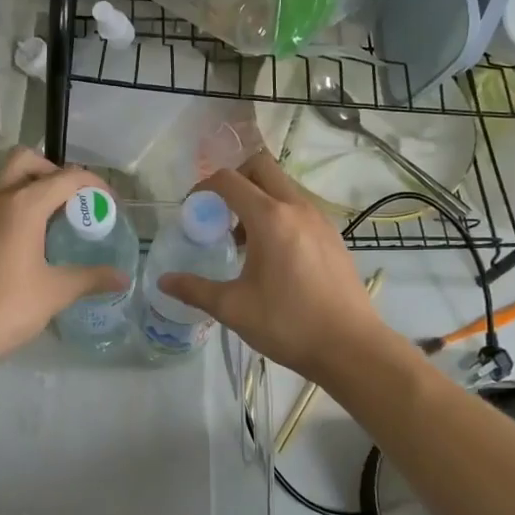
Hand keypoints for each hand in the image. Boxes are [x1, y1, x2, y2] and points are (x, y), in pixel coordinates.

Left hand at [0, 149, 129, 376]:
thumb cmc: (5, 308)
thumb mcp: (55, 293)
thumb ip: (91, 278)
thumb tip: (123, 278)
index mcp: (23, 206)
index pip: (66, 177)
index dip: (93, 184)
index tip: (109, 204)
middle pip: (25, 161)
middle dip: (54, 172)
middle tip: (73, 203)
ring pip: (6, 185)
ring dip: (32, 193)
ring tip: (55, 229)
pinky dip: (15, 215)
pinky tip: (27, 251)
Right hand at [157, 152, 387, 382]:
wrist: (351, 347)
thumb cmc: (288, 324)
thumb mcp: (233, 308)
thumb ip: (195, 289)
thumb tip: (163, 281)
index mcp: (270, 218)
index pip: (229, 180)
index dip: (204, 188)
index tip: (193, 210)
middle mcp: (297, 207)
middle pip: (261, 167)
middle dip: (235, 180)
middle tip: (219, 212)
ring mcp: (320, 219)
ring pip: (283, 187)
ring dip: (258, 198)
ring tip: (243, 239)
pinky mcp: (333, 235)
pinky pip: (299, 208)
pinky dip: (279, 214)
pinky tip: (272, 255)